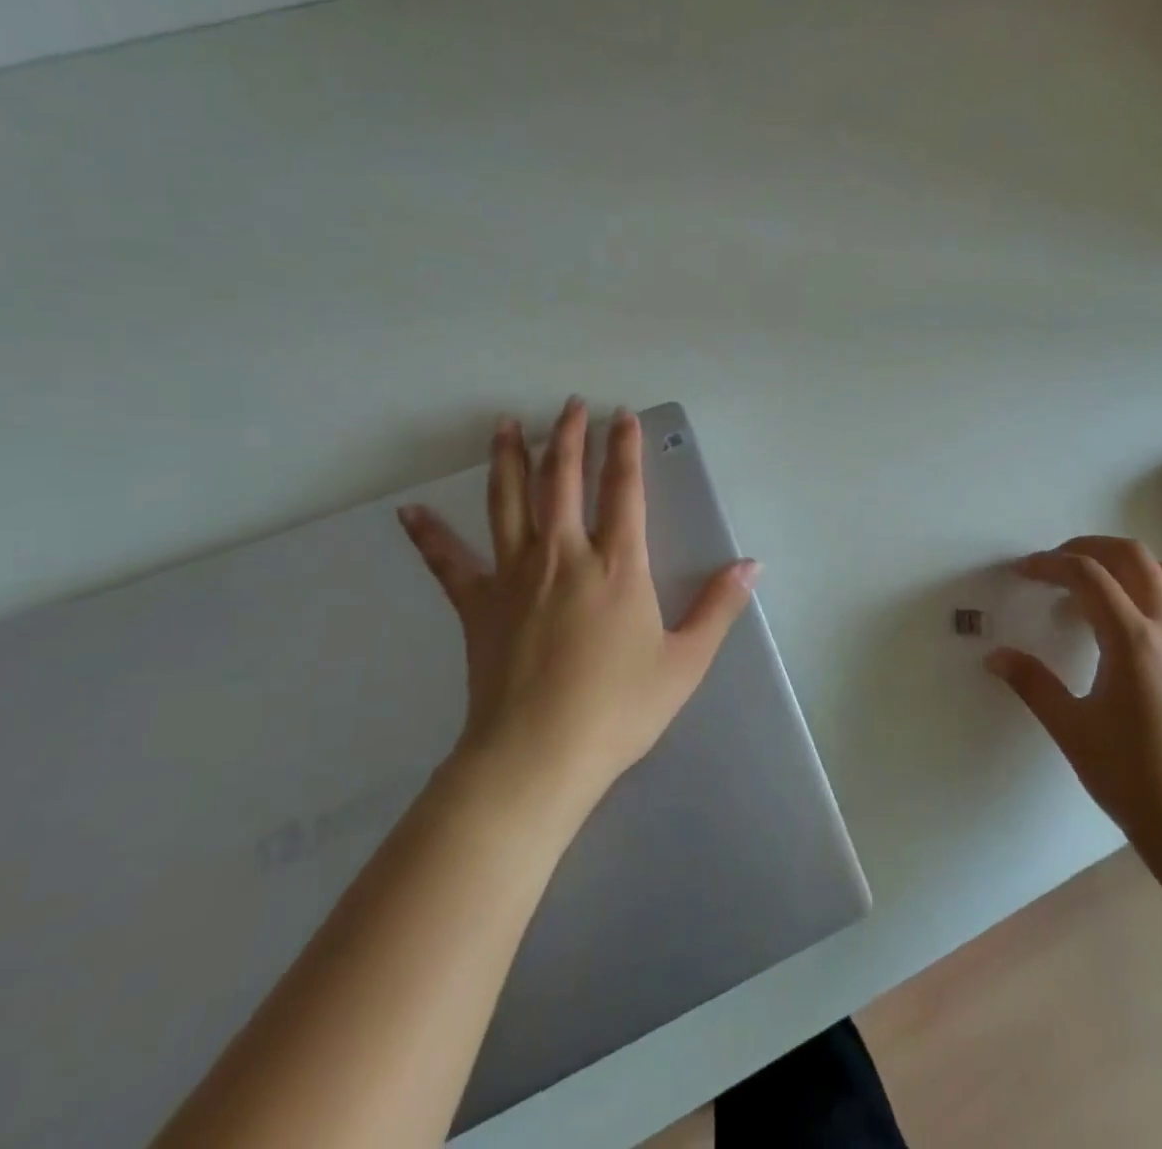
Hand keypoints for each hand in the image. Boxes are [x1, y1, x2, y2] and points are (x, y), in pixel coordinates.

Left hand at [399, 398, 758, 819]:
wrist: (537, 757)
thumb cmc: (618, 709)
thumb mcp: (685, 661)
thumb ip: (718, 607)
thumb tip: (752, 564)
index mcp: (617, 566)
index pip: (624, 491)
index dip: (625, 449)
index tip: (623, 416)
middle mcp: (564, 556)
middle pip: (563, 481)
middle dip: (569, 438)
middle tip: (571, 405)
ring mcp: (514, 576)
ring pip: (509, 503)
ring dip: (509, 459)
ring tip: (506, 425)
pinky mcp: (477, 605)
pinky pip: (448, 562)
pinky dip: (429, 535)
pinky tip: (410, 511)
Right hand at [985, 537, 1161, 876]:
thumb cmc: (1131, 776)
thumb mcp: (1071, 728)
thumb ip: (1031, 683)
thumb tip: (994, 656)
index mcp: (1133, 640)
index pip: (1089, 575)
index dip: (1050, 564)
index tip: (1021, 572)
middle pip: (1131, 556)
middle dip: (1087, 547)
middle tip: (1052, 565)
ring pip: (1160, 571)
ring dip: (1120, 561)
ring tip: (1084, 583)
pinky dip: (1140, 585)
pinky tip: (1114, 620)